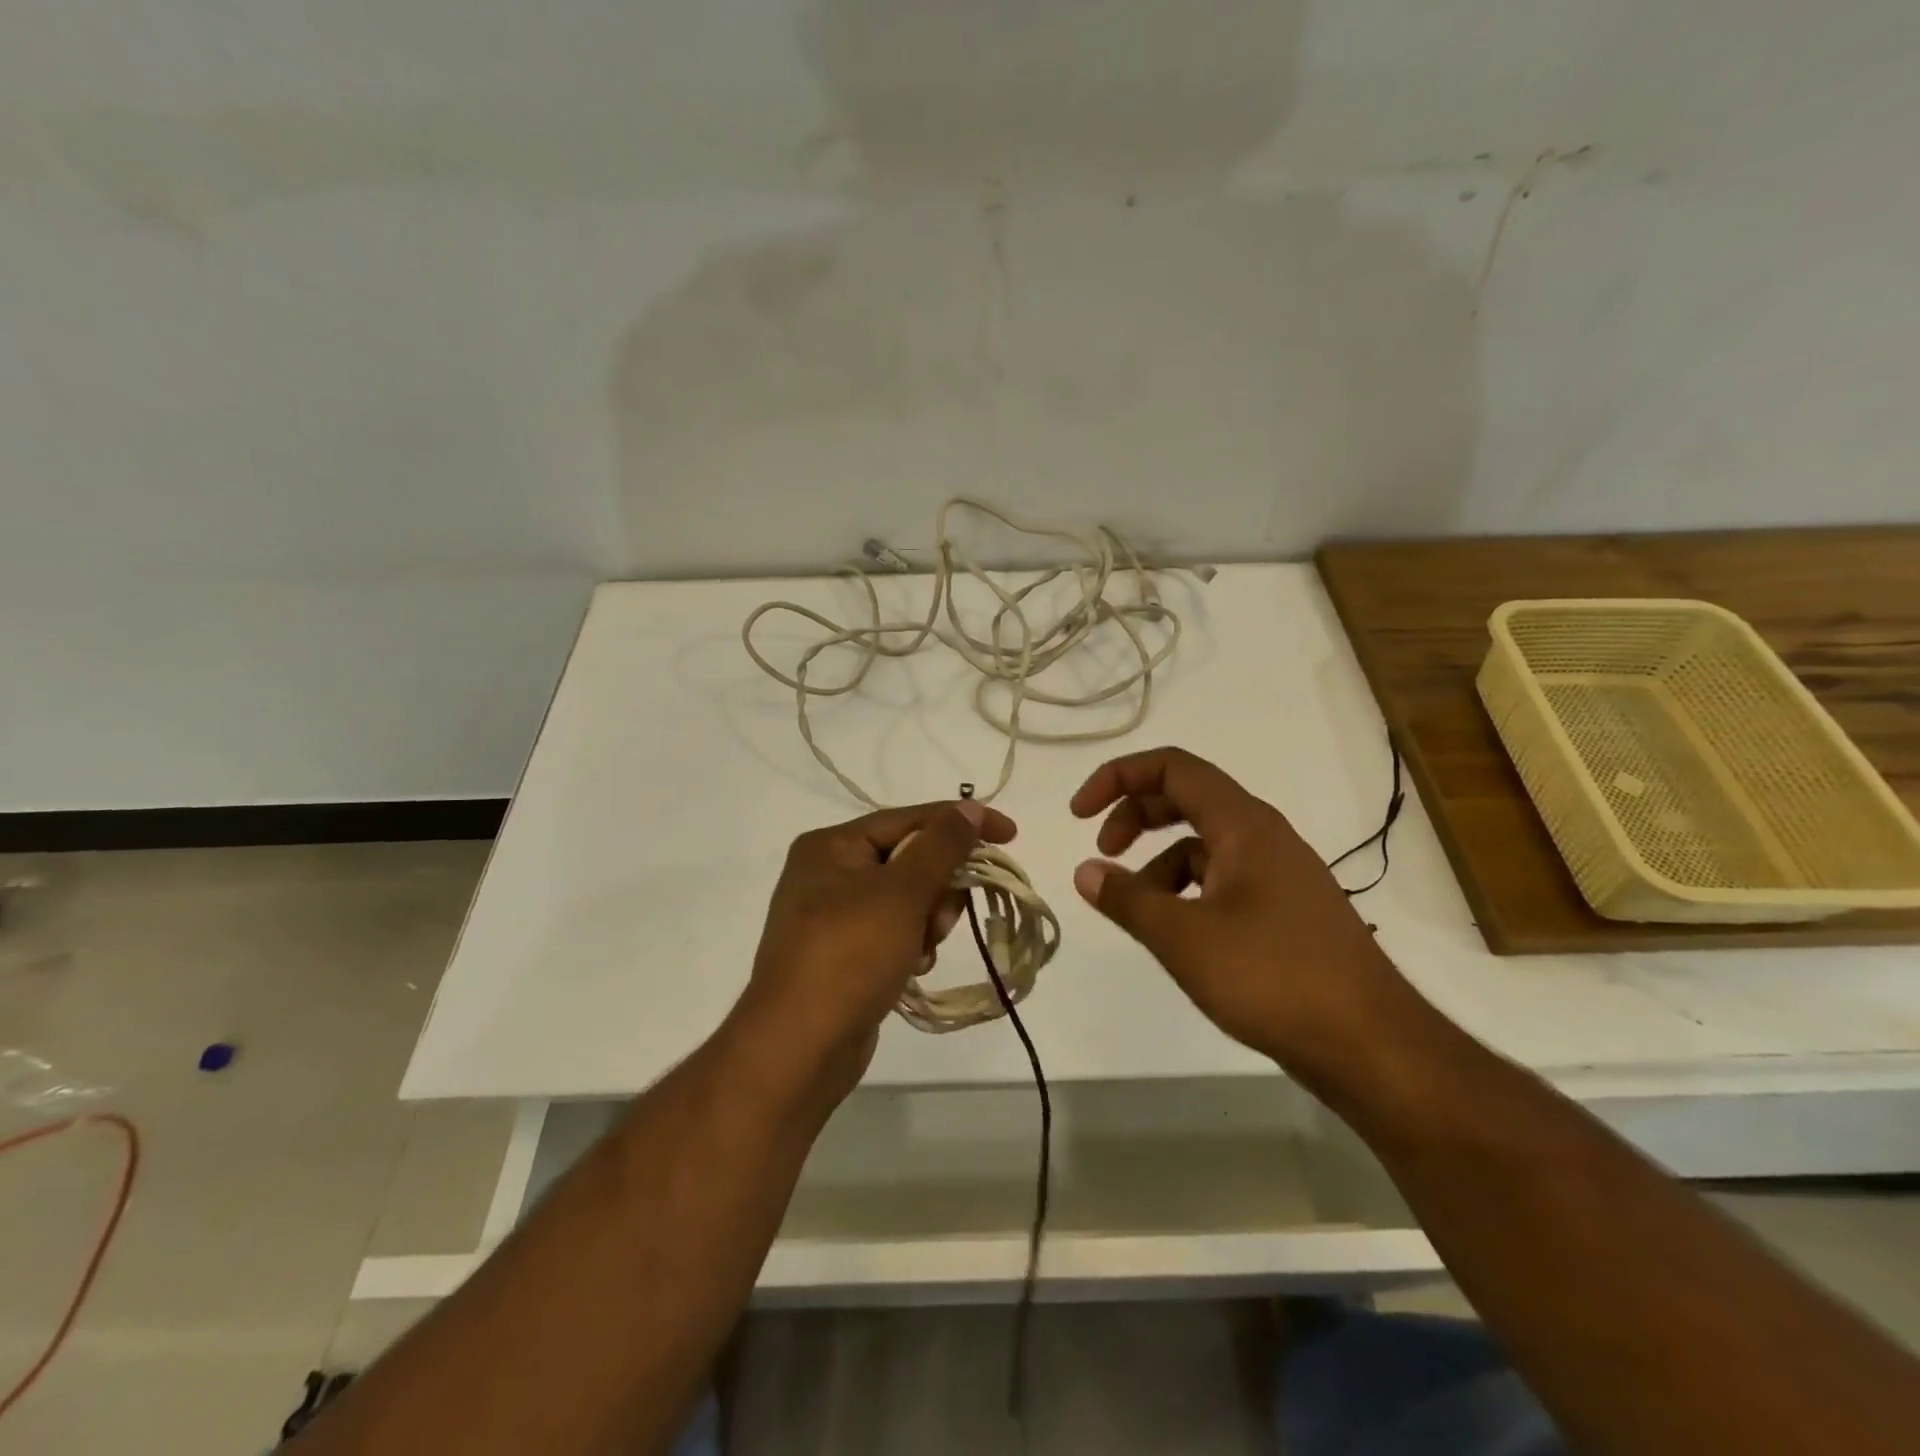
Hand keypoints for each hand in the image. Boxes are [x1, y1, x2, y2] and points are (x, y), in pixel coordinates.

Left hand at [735, 799, 1015, 1100]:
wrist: (799, 1048)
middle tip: (943, 918)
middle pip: (910, 860)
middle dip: (938, 887)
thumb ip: (941, 845)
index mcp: (832, 846)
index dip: (962, 823)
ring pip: (908, 899)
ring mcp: (834, 916)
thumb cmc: (850, 955)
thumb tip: (969, 808)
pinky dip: (912, 945)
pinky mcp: (845, 954)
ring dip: (928, 920)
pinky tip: (911, 969)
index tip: (1010, 834)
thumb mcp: (901, 892)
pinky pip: (895, 931)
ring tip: (921, 950)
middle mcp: (829, 873)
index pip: (910, 818)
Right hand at [1069, 747, 1407, 1075]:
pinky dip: (1188, 892)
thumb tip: (1084, 872)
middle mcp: (1263, 836)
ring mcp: (1279, 873)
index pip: (1172, 767)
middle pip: (1186, 798)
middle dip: (1134, 816)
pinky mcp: (1285, 910)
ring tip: (1138, 909)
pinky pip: (1223, 879)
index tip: (1079, 815)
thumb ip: (1128, 899)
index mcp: (1243, 824)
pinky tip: (1178, 934)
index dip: (1118, 777)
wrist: (1372, 1046)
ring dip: (1160, 863)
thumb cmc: (1273, 978)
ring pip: (1204, 844)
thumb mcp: (1184, 938)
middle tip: (1102, 852)